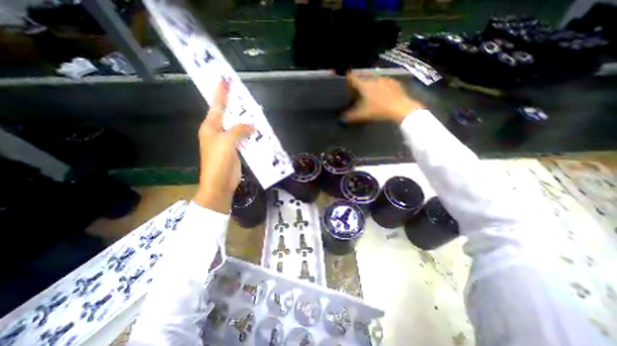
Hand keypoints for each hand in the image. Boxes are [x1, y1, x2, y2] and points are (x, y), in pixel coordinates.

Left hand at [193, 80, 250, 214]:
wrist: (220, 183)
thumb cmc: (218, 161)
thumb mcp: (227, 142)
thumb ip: (238, 130)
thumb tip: (251, 126)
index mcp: (210, 127)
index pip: (216, 106)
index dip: (221, 93)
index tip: (224, 80)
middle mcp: (217, 132)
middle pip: (227, 115)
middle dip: (234, 105)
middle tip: (242, 95)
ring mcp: (227, 141)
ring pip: (237, 127)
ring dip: (244, 120)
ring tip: (253, 111)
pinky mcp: (235, 149)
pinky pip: (243, 138)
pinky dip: (249, 133)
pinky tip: (257, 130)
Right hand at [342, 72, 423, 123]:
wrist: (401, 108)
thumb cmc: (379, 110)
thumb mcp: (362, 115)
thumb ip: (350, 116)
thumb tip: (340, 117)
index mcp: (365, 85)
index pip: (353, 78)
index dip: (348, 78)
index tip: (345, 78)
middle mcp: (374, 79)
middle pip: (363, 77)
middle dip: (358, 81)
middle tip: (355, 87)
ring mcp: (385, 79)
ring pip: (373, 78)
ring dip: (369, 82)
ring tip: (367, 89)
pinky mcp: (393, 82)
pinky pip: (383, 81)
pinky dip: (379, 85)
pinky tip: (380, 91)